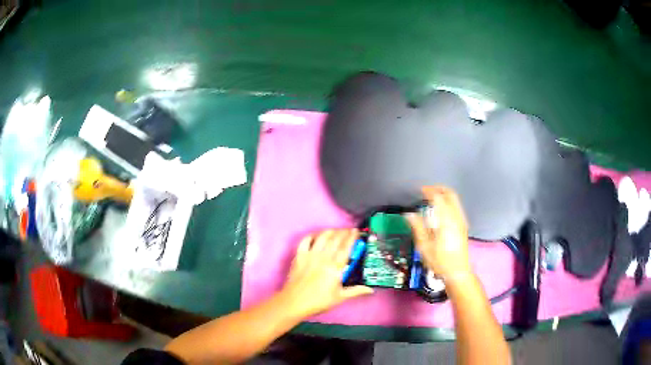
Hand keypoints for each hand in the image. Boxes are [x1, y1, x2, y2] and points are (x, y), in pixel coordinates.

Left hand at [281, 229, 373, 318]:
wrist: (294, 302)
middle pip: (335, 239)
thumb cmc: (318, 301)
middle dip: (343, 232)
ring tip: (336, 231)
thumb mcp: (340, 297)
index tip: (356, 232)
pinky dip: (312, 236)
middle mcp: (323, 258)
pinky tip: (316, 236)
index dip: (352, 237)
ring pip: (322, 237)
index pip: (346, 248)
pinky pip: (305, 241)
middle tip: (348, 231)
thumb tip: (370, 289)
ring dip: (330, 232)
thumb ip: (356, 291)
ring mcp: (310, 255)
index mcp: (335, 268)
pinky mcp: (299, 256)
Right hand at [406, 186, 471, 283]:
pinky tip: (441, 211)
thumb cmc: (440, 261)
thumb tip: (409, 214)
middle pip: (450, 195)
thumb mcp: (424, 247)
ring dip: (444, 195)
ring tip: (432, 199)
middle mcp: (456, 217)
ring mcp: (462, 221)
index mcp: (446, 221)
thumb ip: (418, 228)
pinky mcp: (463, 226)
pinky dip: (449, 202)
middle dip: (439, 189)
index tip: (420, 190)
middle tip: (428, 190)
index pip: (438, 198)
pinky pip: (457, 207)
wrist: (458, 272)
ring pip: (455, 200)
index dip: (429, 191)